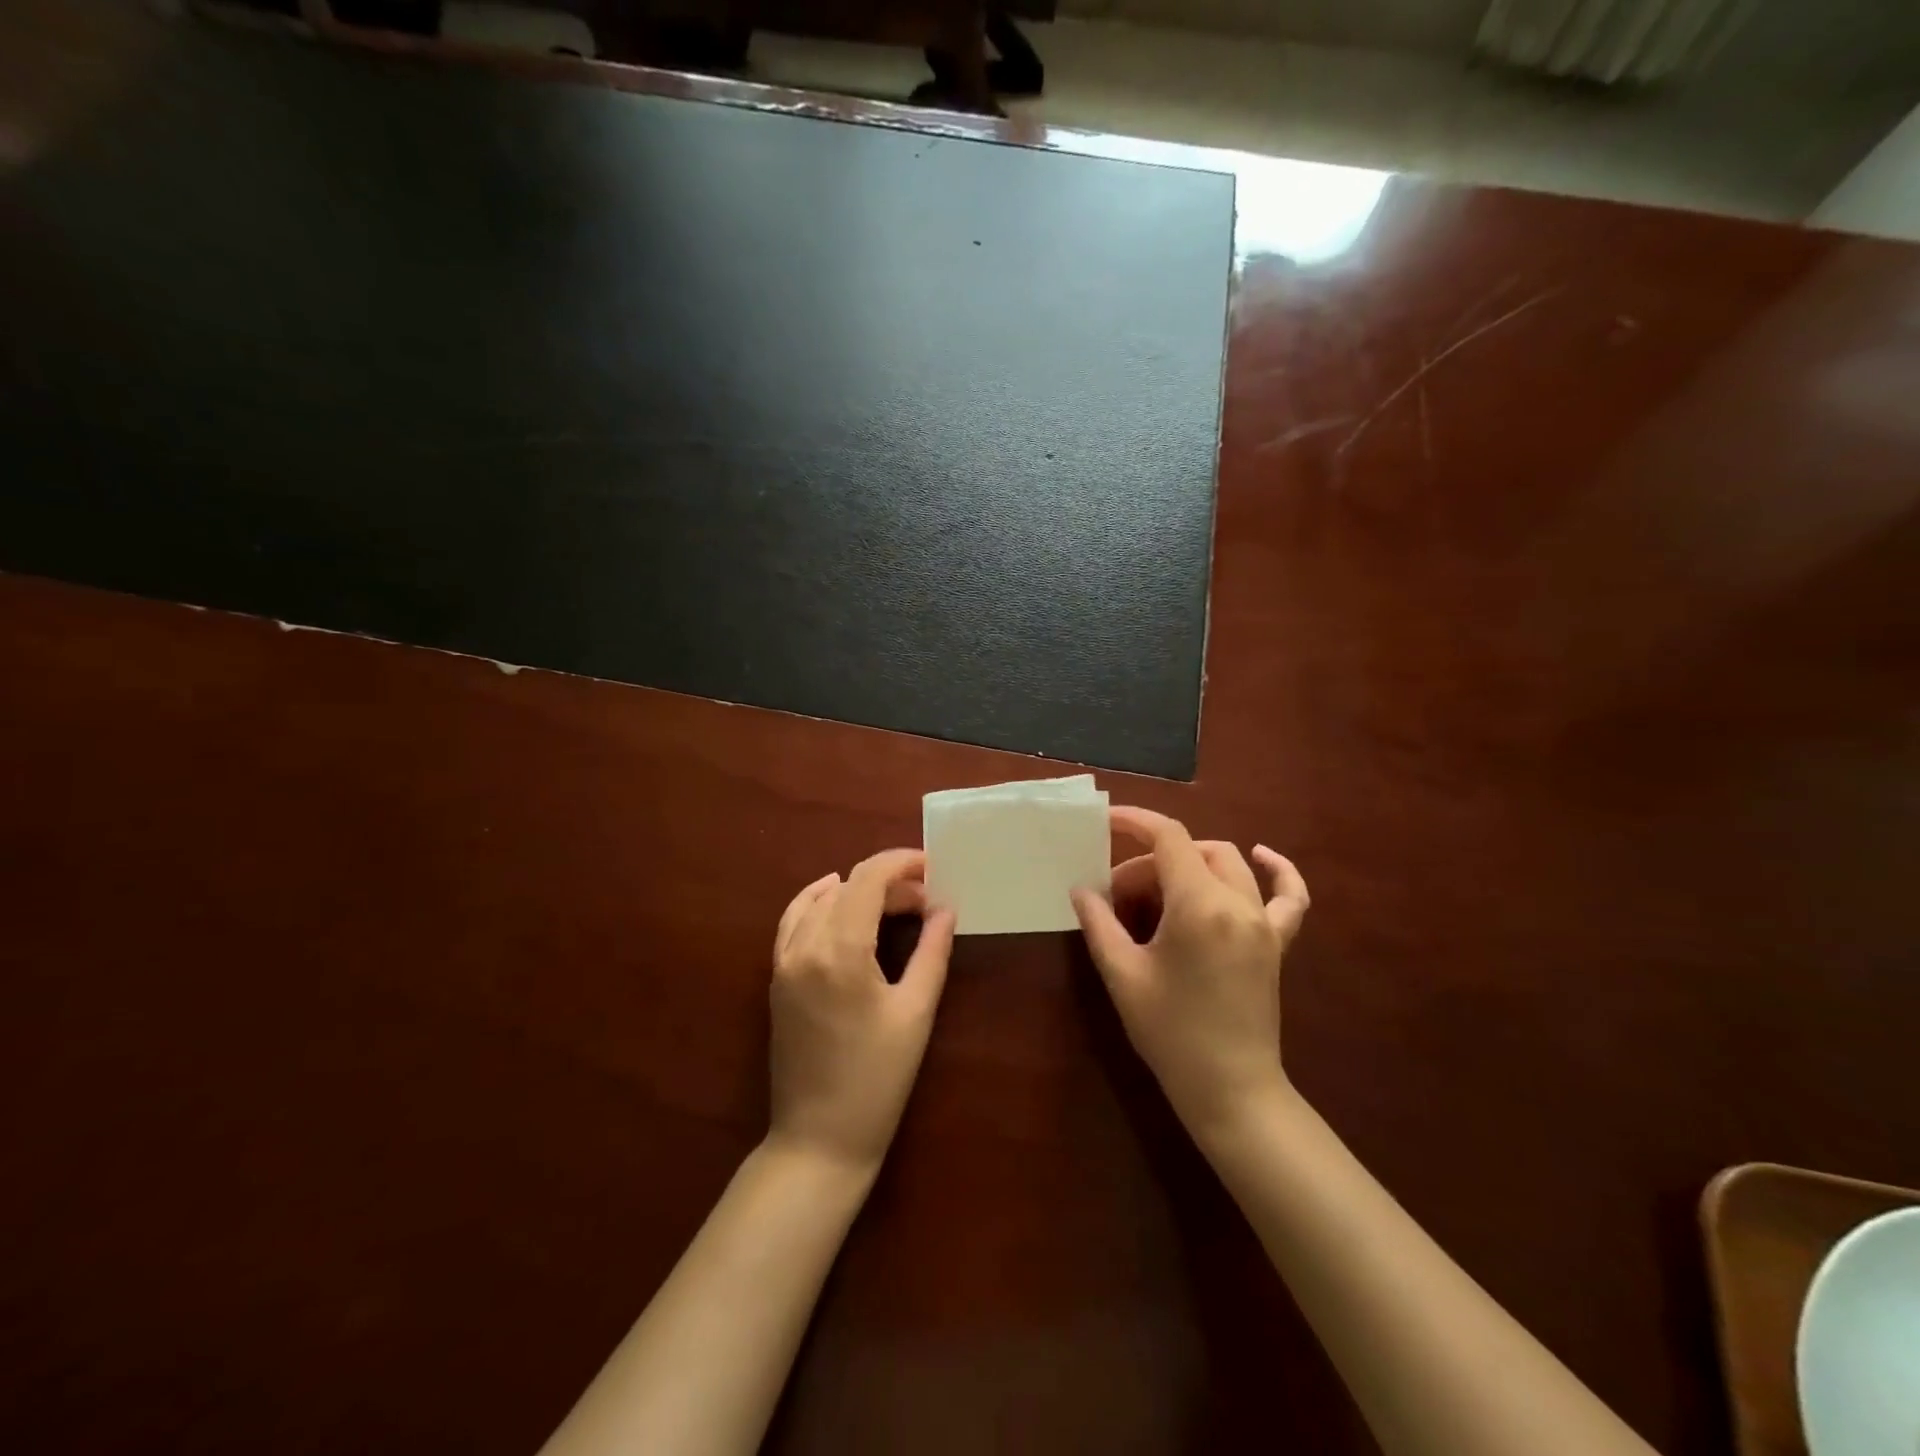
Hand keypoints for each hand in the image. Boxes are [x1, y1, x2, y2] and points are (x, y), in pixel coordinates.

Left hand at [769, 849, 955, 1175]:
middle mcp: (805, 946)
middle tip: (927, 901)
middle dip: (888, 882)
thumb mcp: (915, 1013)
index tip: (931, 867)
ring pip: (820, 900)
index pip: (868, 879)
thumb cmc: (877, 1079)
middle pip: (847, 887)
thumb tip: (945, 909)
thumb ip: (932, 952)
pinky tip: (837, 900)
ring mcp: (784, 961)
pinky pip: (793, 921)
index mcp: (840, 950)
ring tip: (893, 904)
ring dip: (857, 891)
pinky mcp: (777, 978)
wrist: (819, 1139)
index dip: (900, 863)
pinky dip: (817, 902)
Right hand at [1071, 806, 1309, 1141]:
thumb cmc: (1170, 1033)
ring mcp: (1263, 922)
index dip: (1135, 821)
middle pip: (1191, 852)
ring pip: (1228, 863)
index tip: (1105, 822)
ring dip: (1190, 863)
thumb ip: (1099, 923)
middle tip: (1118, 897)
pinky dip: (1278, 870)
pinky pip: (1289, 897)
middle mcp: (1238, 903)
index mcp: (1199, 906)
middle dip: (1149, 862)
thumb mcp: (1123, 975)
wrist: (1230, 1090)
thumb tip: (1081, 890)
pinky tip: (1263, 855)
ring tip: (1158, 889)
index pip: (1168, 838)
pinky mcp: (1277, 942)